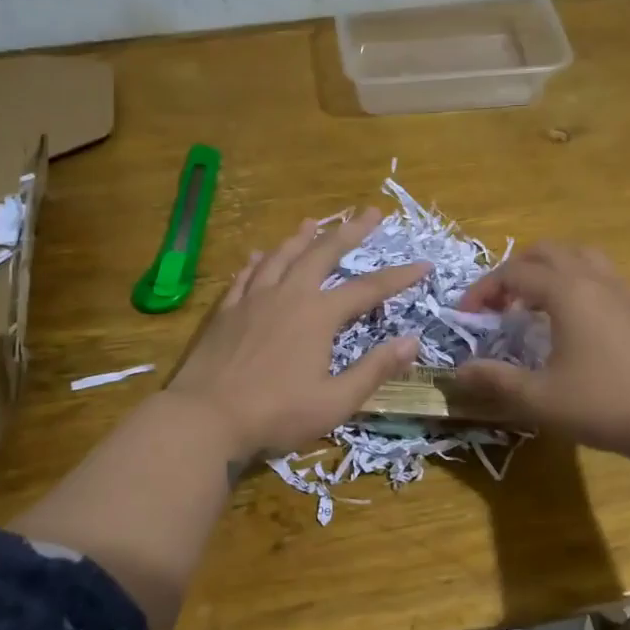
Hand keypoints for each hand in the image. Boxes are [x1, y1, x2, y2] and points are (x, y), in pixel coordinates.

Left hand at [165, 213, 425, 463]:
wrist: (205, 417)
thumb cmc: (276, 414)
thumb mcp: (335, 401)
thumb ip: (374, 370)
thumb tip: (412, 342)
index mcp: (318, 315)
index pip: (368, 289)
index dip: (398, 276)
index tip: (424, 264)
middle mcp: (288, 295)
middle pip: (322, 253)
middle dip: (349, 232)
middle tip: (370, 212)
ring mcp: (253, 299)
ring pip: (281, 256)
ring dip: (301, 237)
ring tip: (314, 222)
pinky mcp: (226, 311)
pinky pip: (246, 275)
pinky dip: (259, 261)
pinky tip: (260, 255)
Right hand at [451, 242, 629, 469]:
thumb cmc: (601, 405)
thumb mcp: (538, 397)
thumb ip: (495, 379)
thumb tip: (459, 371)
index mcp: (567, 292)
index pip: (514, 273)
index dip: (483, 290)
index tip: (465, 317)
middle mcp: (595, 279)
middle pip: (547, 252)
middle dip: (514, 271)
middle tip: (497, 304)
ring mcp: (623, 291)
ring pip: (578, 256)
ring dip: (548, 270)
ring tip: (532, 303)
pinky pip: (602, 274)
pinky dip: (576, 281)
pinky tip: (573, 316)